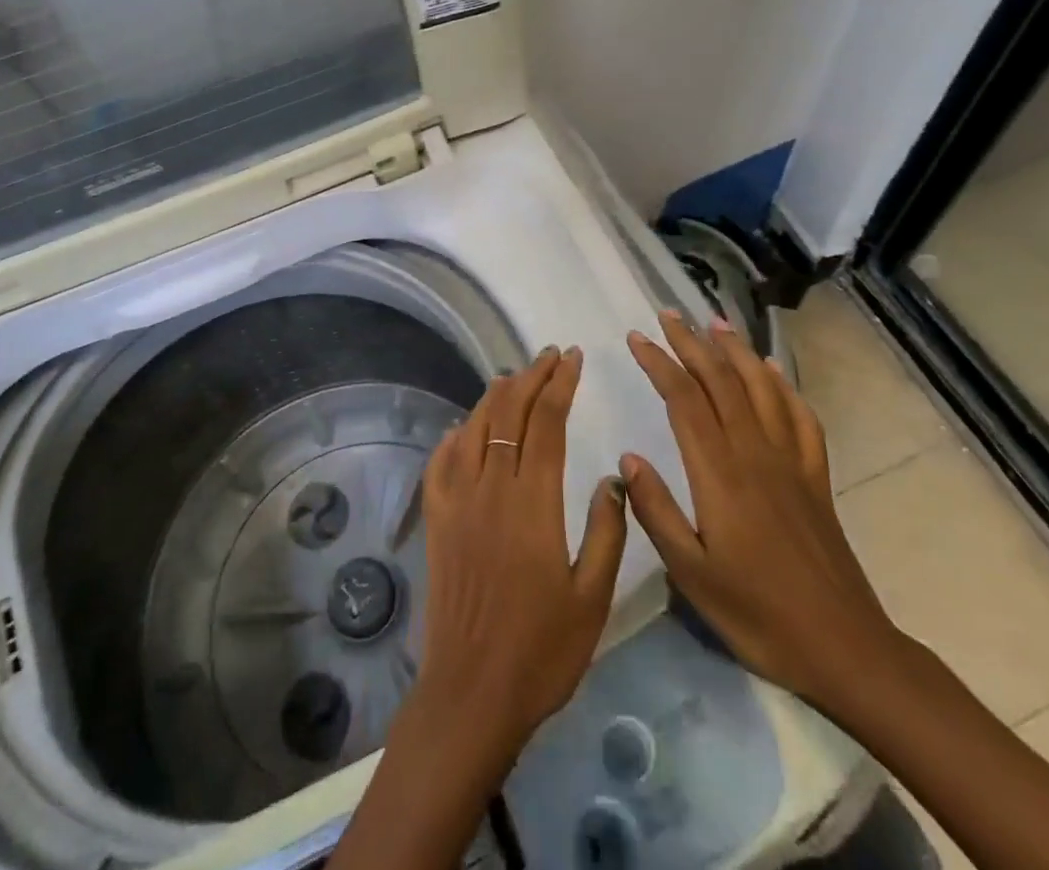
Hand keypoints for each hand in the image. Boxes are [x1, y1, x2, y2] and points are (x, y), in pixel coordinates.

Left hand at [329, 347, 629, 869]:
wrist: (472, 692)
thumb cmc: (542, 651)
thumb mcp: (593, 599)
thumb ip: (607, 532)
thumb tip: (612, 478)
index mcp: (532, 503)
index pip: (546, 422)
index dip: (560, 384)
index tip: (573, 358)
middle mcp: (490, 488)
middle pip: (509, 412)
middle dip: (531, 377)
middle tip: (551, 357)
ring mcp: (456, 501)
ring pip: (474, 427)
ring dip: (496, 396)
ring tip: (516, 377)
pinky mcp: (436, 519)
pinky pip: (442, 461)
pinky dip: (456, 435)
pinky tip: (466, 428)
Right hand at [621, 312, 902, 716]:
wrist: (845, 648)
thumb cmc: (758, 614)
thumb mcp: (692, 573)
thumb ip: (656, 511)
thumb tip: (628, 458)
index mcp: (720, 473)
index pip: (684, 400)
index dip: (659, 363)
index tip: (637, 337)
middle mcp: (756, 453)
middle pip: (721, 382)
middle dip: (692, 343)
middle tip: (669, 314)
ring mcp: (791, 462)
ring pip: (761, 389)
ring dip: (736, 351)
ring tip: (716, 323)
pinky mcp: (816, 478)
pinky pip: (801, 418)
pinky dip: (784, 386)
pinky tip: (772, 372)